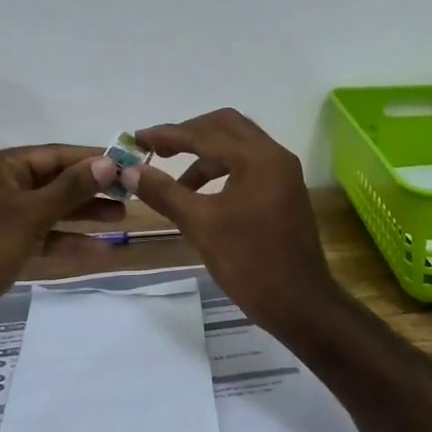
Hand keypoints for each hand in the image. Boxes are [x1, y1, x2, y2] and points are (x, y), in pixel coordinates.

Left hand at [0, 145, 120, 341]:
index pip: (52, 154)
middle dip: (90, 189)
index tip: (126, 162)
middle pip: (53, 180)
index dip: (90, 159)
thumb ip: (71, 188)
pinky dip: (67, 240)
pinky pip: (42, 234)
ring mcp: (1, 215)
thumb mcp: (30, 214)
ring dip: (83, 214)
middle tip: (129, 193)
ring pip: (50, 208)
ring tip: (122, 217)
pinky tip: (99, 250)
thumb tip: (109, 162)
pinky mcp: (5, 243)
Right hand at [125, 109, 341, 339]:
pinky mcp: (283, 192)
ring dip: (204, 155)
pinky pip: (247, 166)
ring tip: (175, 182)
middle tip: (157, 150)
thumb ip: (165, 192)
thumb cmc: (251, 263)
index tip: (137, 138)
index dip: (168, 134)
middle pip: (225, 127)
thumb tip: (131, 171)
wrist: (301, 305)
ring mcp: (283, 174)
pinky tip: (200, 196)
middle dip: (188, 134)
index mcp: (259, 158)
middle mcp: (275, 156)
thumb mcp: (201, 225)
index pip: (206, 133)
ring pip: (237, 146)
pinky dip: (221, 170)